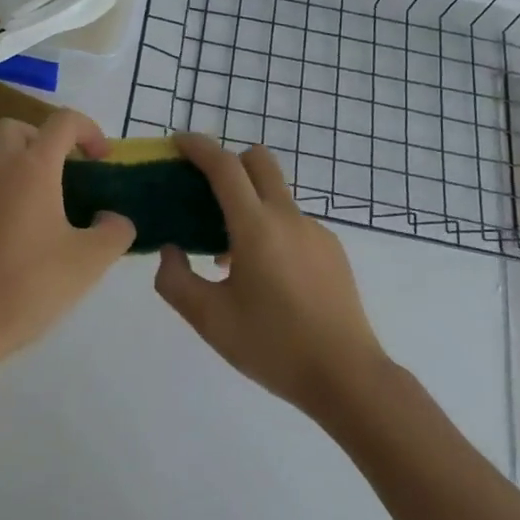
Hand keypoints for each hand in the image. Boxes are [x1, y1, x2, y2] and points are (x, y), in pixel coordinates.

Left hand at [0, 110, 135, 369]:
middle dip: (47, 140)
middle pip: (19, 129)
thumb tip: (112, 218)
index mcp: (31, 168)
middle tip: (68, 173)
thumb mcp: (90, 261)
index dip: (89, 130)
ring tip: (54, 212)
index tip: (102, 160)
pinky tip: (28, 238)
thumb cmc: (30, 284)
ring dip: (28, 170)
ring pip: (1, 160)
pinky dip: (11, 195)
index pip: (62, 121)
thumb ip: (114, 231)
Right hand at [155, 135, 387, 416]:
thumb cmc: (274, 347)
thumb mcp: (210, 321)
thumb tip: (171, 250)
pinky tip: (266, 275)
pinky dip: (271, 228)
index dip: (199, 147)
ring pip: (275, 194)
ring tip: (230, 254)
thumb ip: (175, 280)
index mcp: (256, 227)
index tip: (178, 142)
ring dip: (248, 202)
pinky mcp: (332, 249)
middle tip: (204, 191)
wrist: (348, 378)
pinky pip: (292, 222)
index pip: (224, 167)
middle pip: (258, 161)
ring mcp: (315, 231)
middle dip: (228, 161)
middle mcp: (287, 217)